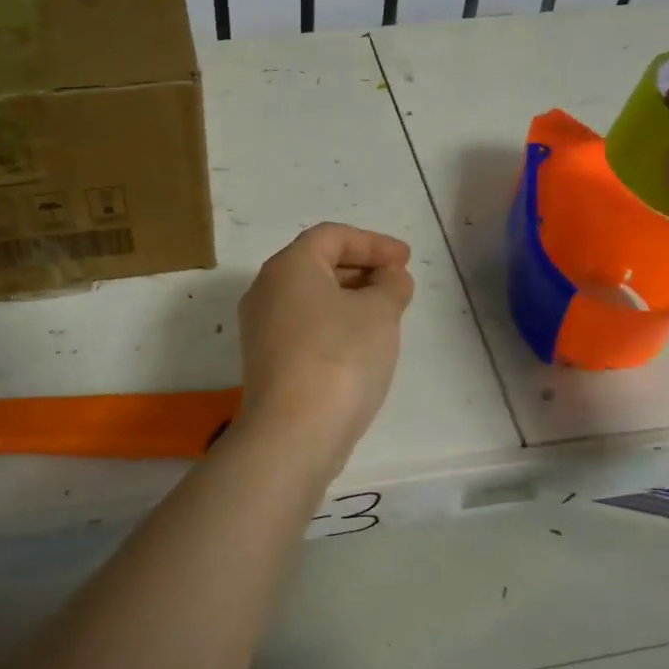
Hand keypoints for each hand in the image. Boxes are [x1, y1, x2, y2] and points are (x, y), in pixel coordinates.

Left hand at [236, 223, 414, 464]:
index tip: (406, 260)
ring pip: (310, 298)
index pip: (332, 236)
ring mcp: (261, 328)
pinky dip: (334, 324)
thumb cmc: (339, 357)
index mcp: (288, 267)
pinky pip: (304, 326)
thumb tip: (390, 278)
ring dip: (349, 298)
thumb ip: (391, 286)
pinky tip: (361, 345)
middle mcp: (266, 290)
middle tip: (398, 284)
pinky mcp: (266, 361)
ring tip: (386, 314)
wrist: (294, 433)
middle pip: (317, 264)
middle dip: (361, 269)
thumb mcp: (379, 313)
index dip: (373, 242)